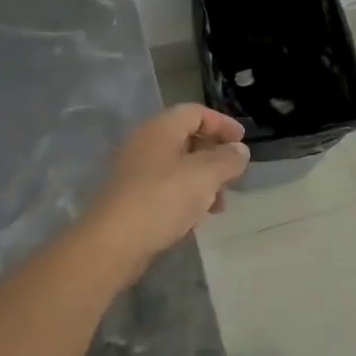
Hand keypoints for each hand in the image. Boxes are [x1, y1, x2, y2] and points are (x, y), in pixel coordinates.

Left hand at [82, 104, 249, 272]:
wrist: (112, 243)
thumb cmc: (162, 198)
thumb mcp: (205, 175)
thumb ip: (227, 159)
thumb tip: (240, 150)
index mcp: (161, 128)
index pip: (196, 112)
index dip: (222, 123)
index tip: (243, 141)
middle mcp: (145, 143)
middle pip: (186, 138)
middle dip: (214, 155)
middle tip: (233, 174)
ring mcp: (135, 172)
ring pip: (178, 167)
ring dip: (202, 181)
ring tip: (219, 205)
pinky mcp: (131, 198)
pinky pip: (165, 188)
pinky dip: (185, 197)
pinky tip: (195, 219)